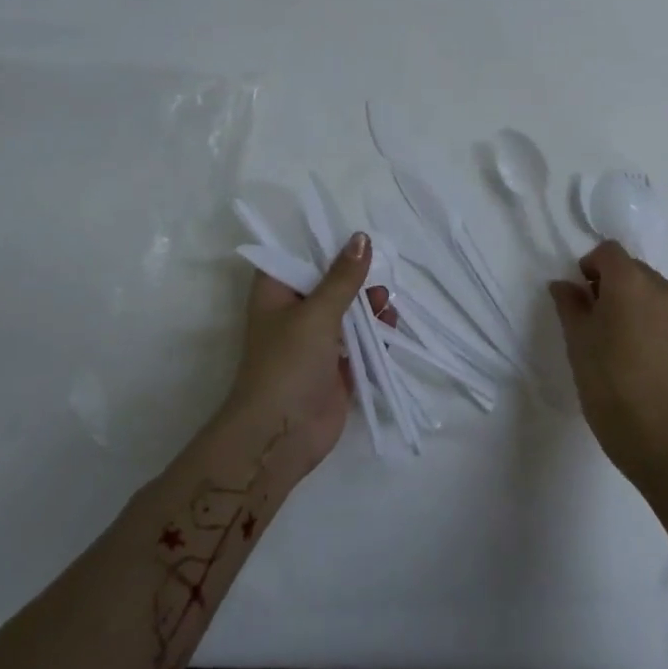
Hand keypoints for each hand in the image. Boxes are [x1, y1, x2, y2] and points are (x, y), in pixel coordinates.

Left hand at [222, 232, 388, 477]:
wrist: (281, 435)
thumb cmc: (288, 364)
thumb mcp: (317, 313)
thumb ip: (343, 277)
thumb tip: (361, 238)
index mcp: (276, 292)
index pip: (296, 254)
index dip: (322, 243)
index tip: (354, 233)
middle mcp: (294, 312)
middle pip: (328, 282)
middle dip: (355, 277)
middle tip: (378, 273)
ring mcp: (315, 341)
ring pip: (347, 312)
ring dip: (368, 305)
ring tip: (386, 302)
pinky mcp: (335, 366)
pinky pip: (359, 341)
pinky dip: (375, 333)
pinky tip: (391, 326)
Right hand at [548, 241, 667, 488]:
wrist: (654, 435)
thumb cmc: (605, 381)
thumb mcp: (577, 339)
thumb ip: (570, 303)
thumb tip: (564, 285)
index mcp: (631, 283)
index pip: (609, 251)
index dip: (591, 265)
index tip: (582, 292)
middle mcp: (665, 291)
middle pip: (636, 271)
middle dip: (616, 285)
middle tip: (599, 318)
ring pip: (658, 296)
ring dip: (640, 306)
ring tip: (625, 341)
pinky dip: (659, 329)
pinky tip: (647, 361)